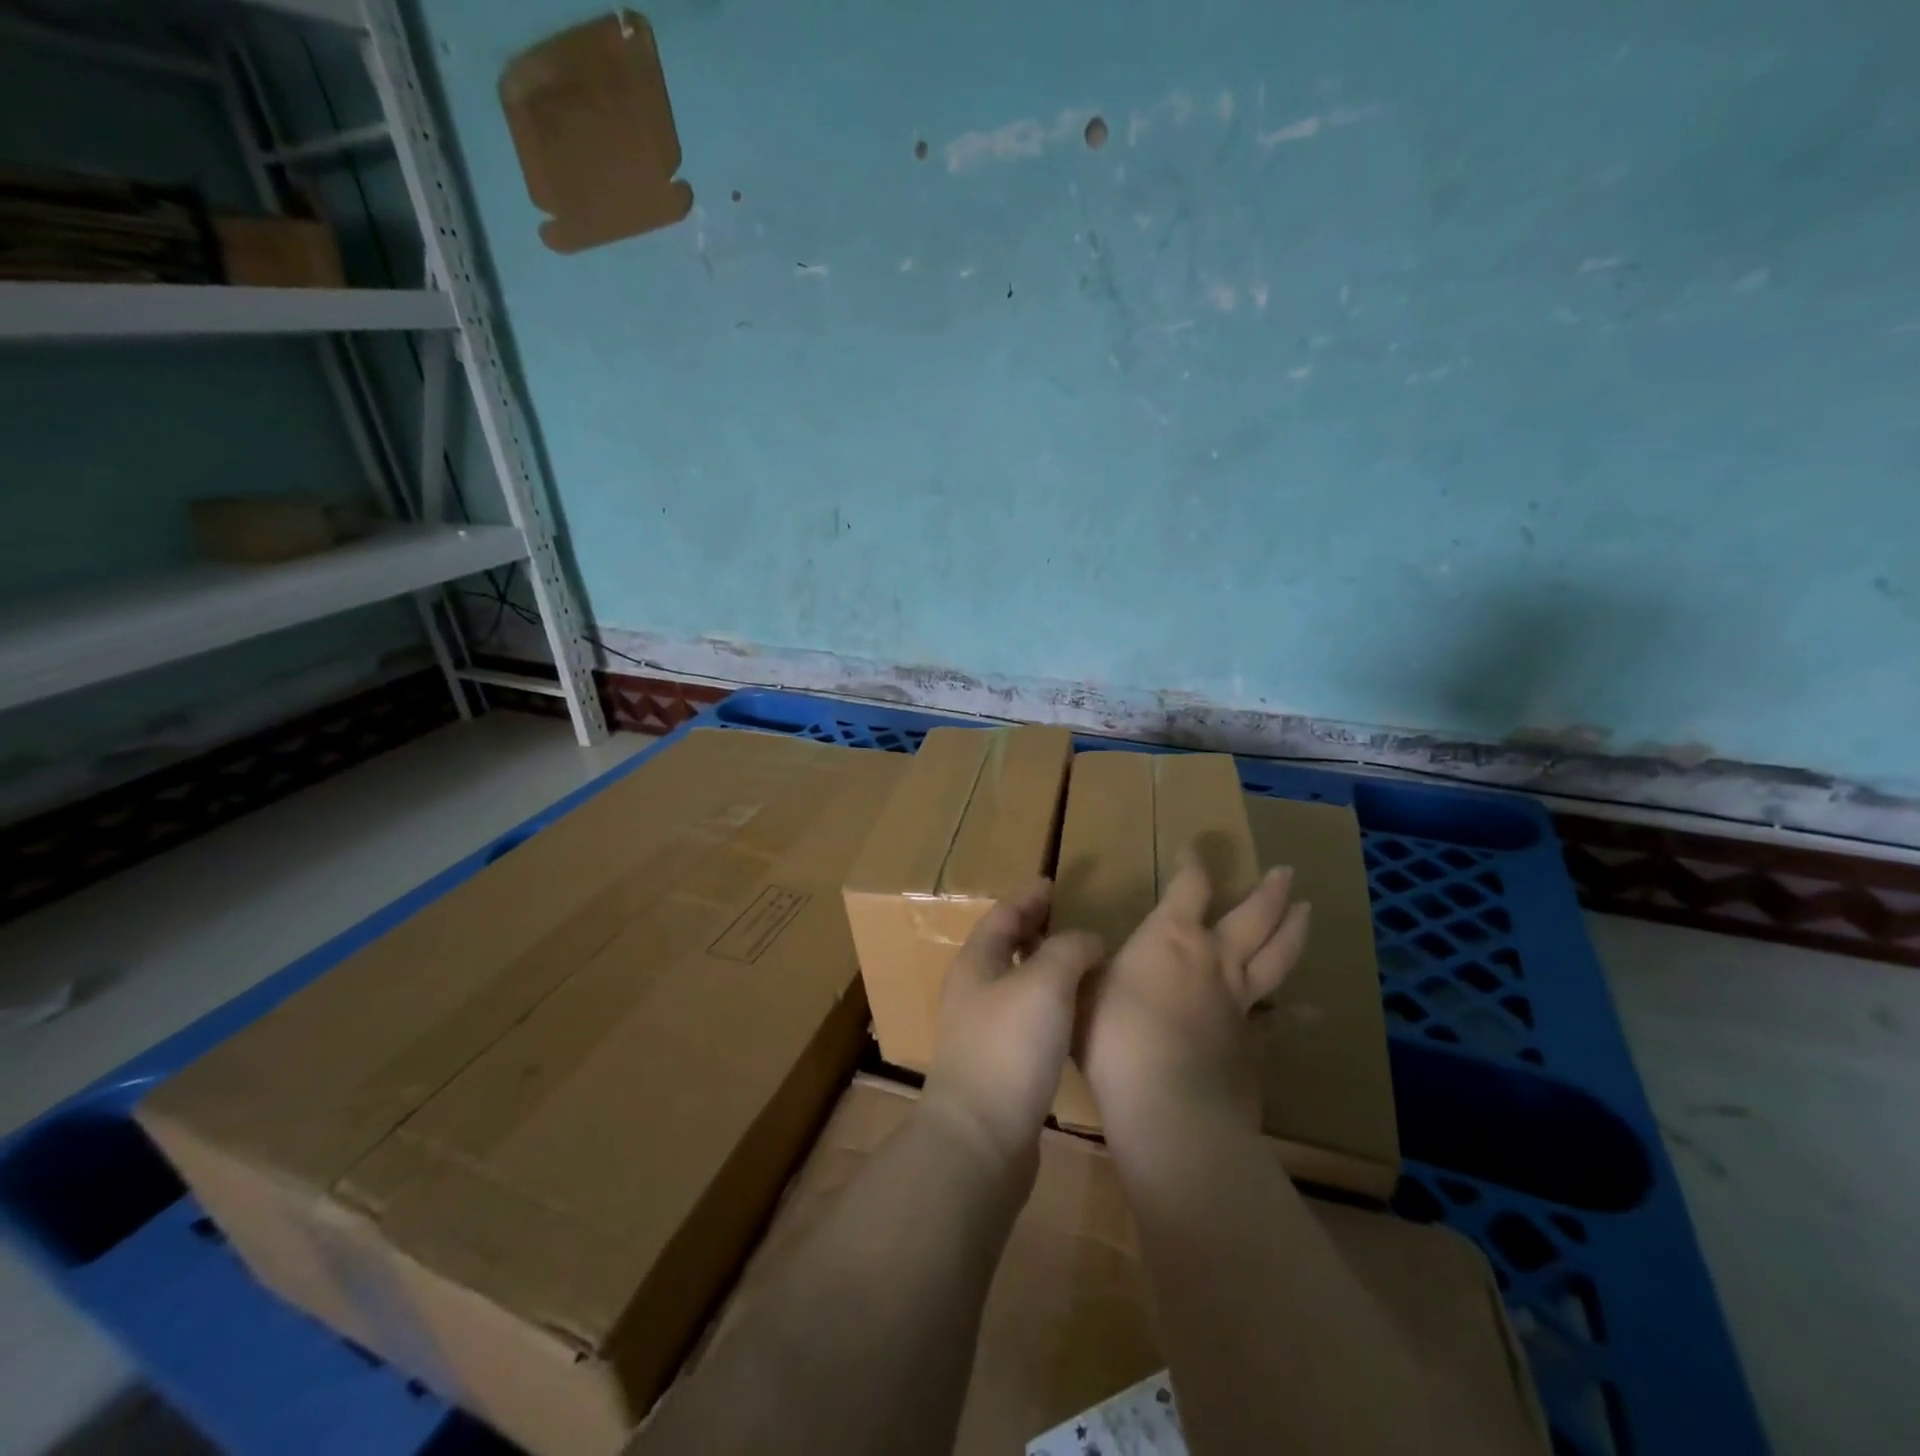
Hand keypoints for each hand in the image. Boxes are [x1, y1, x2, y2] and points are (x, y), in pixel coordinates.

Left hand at [921, 879, 1103, 1177]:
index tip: (1053, 882)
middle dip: (1035, 928)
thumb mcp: (1044, 983)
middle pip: (1005, 946)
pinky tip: (1073, 1013)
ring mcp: (983, 1030)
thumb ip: (1069, 950)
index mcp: (976, 962)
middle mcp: (974, 991)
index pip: (1003, 915)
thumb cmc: (1010, 1047)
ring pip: (1017, 982)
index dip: (1028, 896)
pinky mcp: (999, 1065)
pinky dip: (1050, 1002)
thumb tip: (1089, 940)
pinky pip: (1027, 1017)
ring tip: (1080, 960)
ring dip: (1044, 965)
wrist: (981, 1139)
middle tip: (1069, 916)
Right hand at [1080, 849, 1311, 1131]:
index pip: (1188, 886)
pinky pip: (1280, 1023)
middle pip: (1252, 915)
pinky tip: (1315, 1012)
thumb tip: (1077, 950)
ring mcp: (1240, 999)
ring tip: (1307, 910)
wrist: (1165, 1102)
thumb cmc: (1113, 1035)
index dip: (1193, 864)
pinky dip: (1298, 1016)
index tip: (1194, 849)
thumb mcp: (1079, 989)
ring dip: (1293, 930)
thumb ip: (1082, 966)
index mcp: (1170, 936)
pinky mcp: (1254, 1041)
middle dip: (1268, 891)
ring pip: (1277, 957)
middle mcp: (1213, 957)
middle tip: (1286, 871)